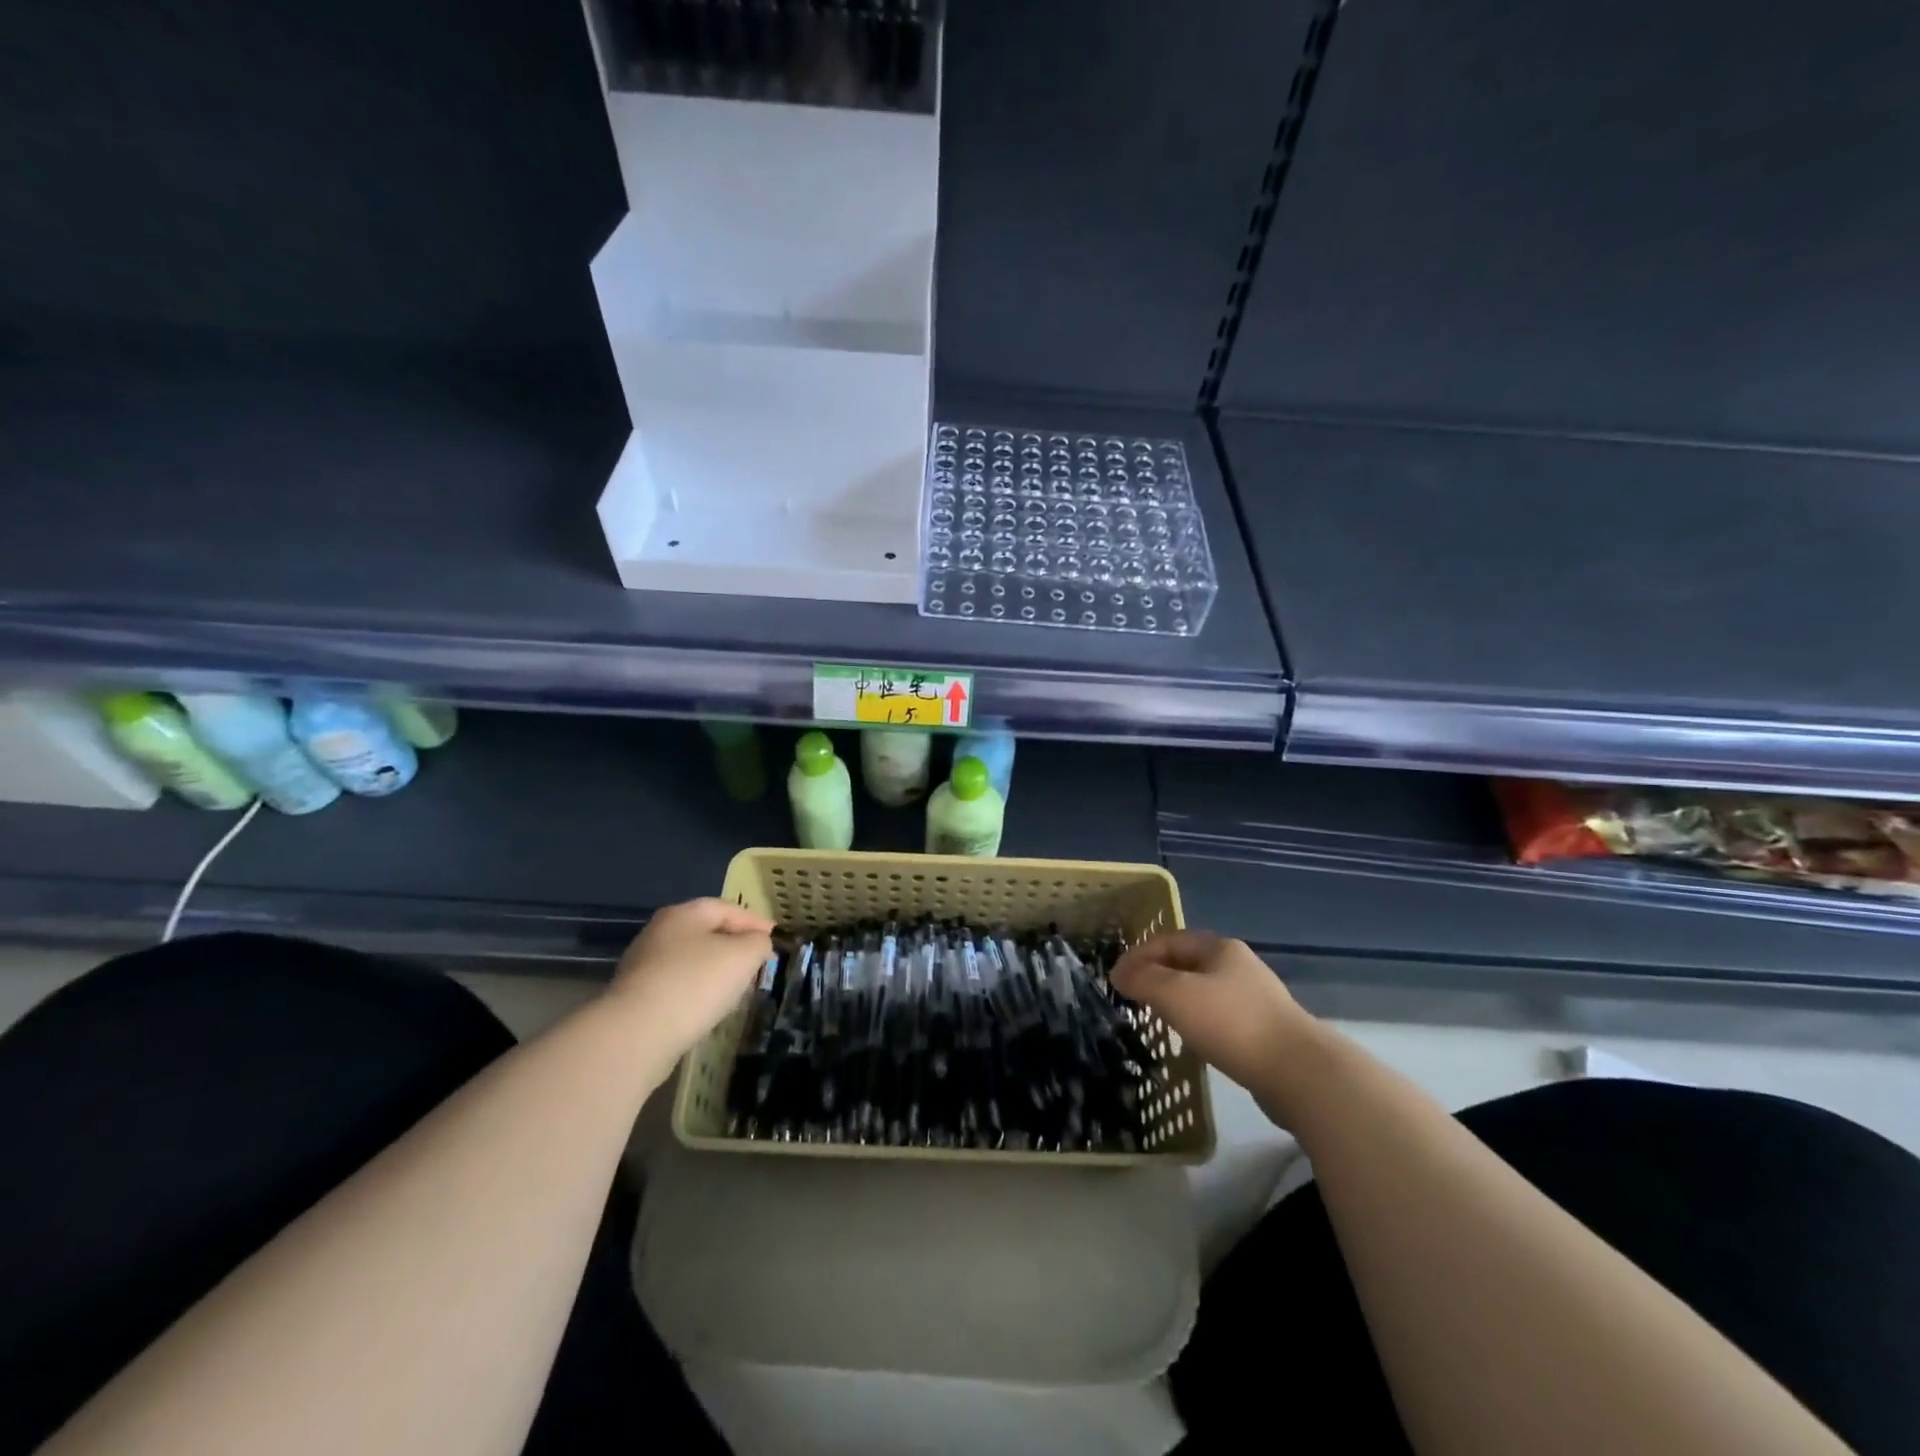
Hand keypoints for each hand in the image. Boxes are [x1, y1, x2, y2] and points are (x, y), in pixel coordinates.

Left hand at [612, 898, 776, 1058]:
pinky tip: (708, 1008)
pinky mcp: (636, 997)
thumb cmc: (697, 982)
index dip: (755, 921)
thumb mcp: (744, 956)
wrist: (637, 1033)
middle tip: (757, 961)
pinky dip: (697, 991)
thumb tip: (756, 944)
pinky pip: (677, 986)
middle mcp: (660, 932)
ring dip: (715, 970)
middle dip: (734, 945)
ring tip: (737, 988)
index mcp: (684, 913)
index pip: (728, 908)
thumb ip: (758, 943)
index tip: (775, 938)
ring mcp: (644, 964)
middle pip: (707, 932)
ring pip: (691, 960)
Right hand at [1112, 931, 1313, 1105]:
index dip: (1139, 955)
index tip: (1116, 978)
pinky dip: (1199, 1022)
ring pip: (1204, 991)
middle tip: (1134, 997)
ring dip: (1178, 1000)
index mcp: (1220, 948)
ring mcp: (1256, 999)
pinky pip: (1221, 1018)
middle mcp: (1240, 966)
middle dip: (1158, 976)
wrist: (1300, 1073)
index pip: (1169, 940)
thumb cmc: (1231, 1023)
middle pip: (1188, 963)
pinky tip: (1193, 1042)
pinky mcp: (1265, 1031)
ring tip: (1158, 1019)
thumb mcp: (1175, 995)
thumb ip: (1143, 980)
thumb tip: (1120, 973)